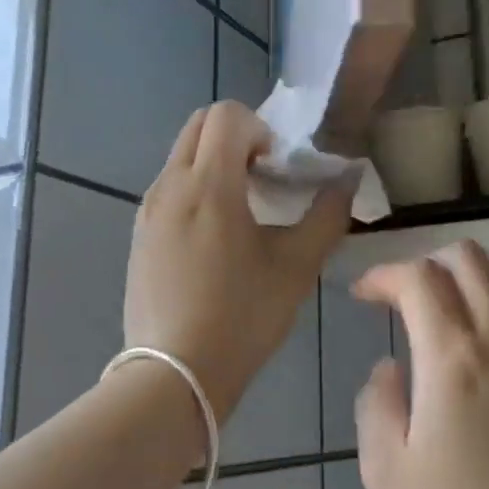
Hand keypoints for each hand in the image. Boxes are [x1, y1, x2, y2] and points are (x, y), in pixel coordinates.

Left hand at [126, 102, 351, 423]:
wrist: (173, 374)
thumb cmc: (242, 318)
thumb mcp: (296, 268)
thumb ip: (327, 215)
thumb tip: (349, 179)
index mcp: (208, 184)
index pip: (227, 114)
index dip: (261, 130)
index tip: (277, 170)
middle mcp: (170, 185)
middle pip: (199, 125)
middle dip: (236, 137)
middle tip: (263, 181)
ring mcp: (147, 210)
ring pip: (181, 156)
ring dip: (214, 163)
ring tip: (242, 213)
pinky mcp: (139, 234)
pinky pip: (168, 188)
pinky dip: (195, 189)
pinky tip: (215, 241)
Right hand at [353, 242, 488, 488]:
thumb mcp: (386, 472)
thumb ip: (376, 403)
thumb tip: (390, 367)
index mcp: (454, 358)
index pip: (419, 278)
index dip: (383, 275)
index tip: (362, 296)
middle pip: (467, 257)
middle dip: (424, 263)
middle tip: (398, 299)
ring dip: (461, 277)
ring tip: (434, 312)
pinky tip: (471, 345)